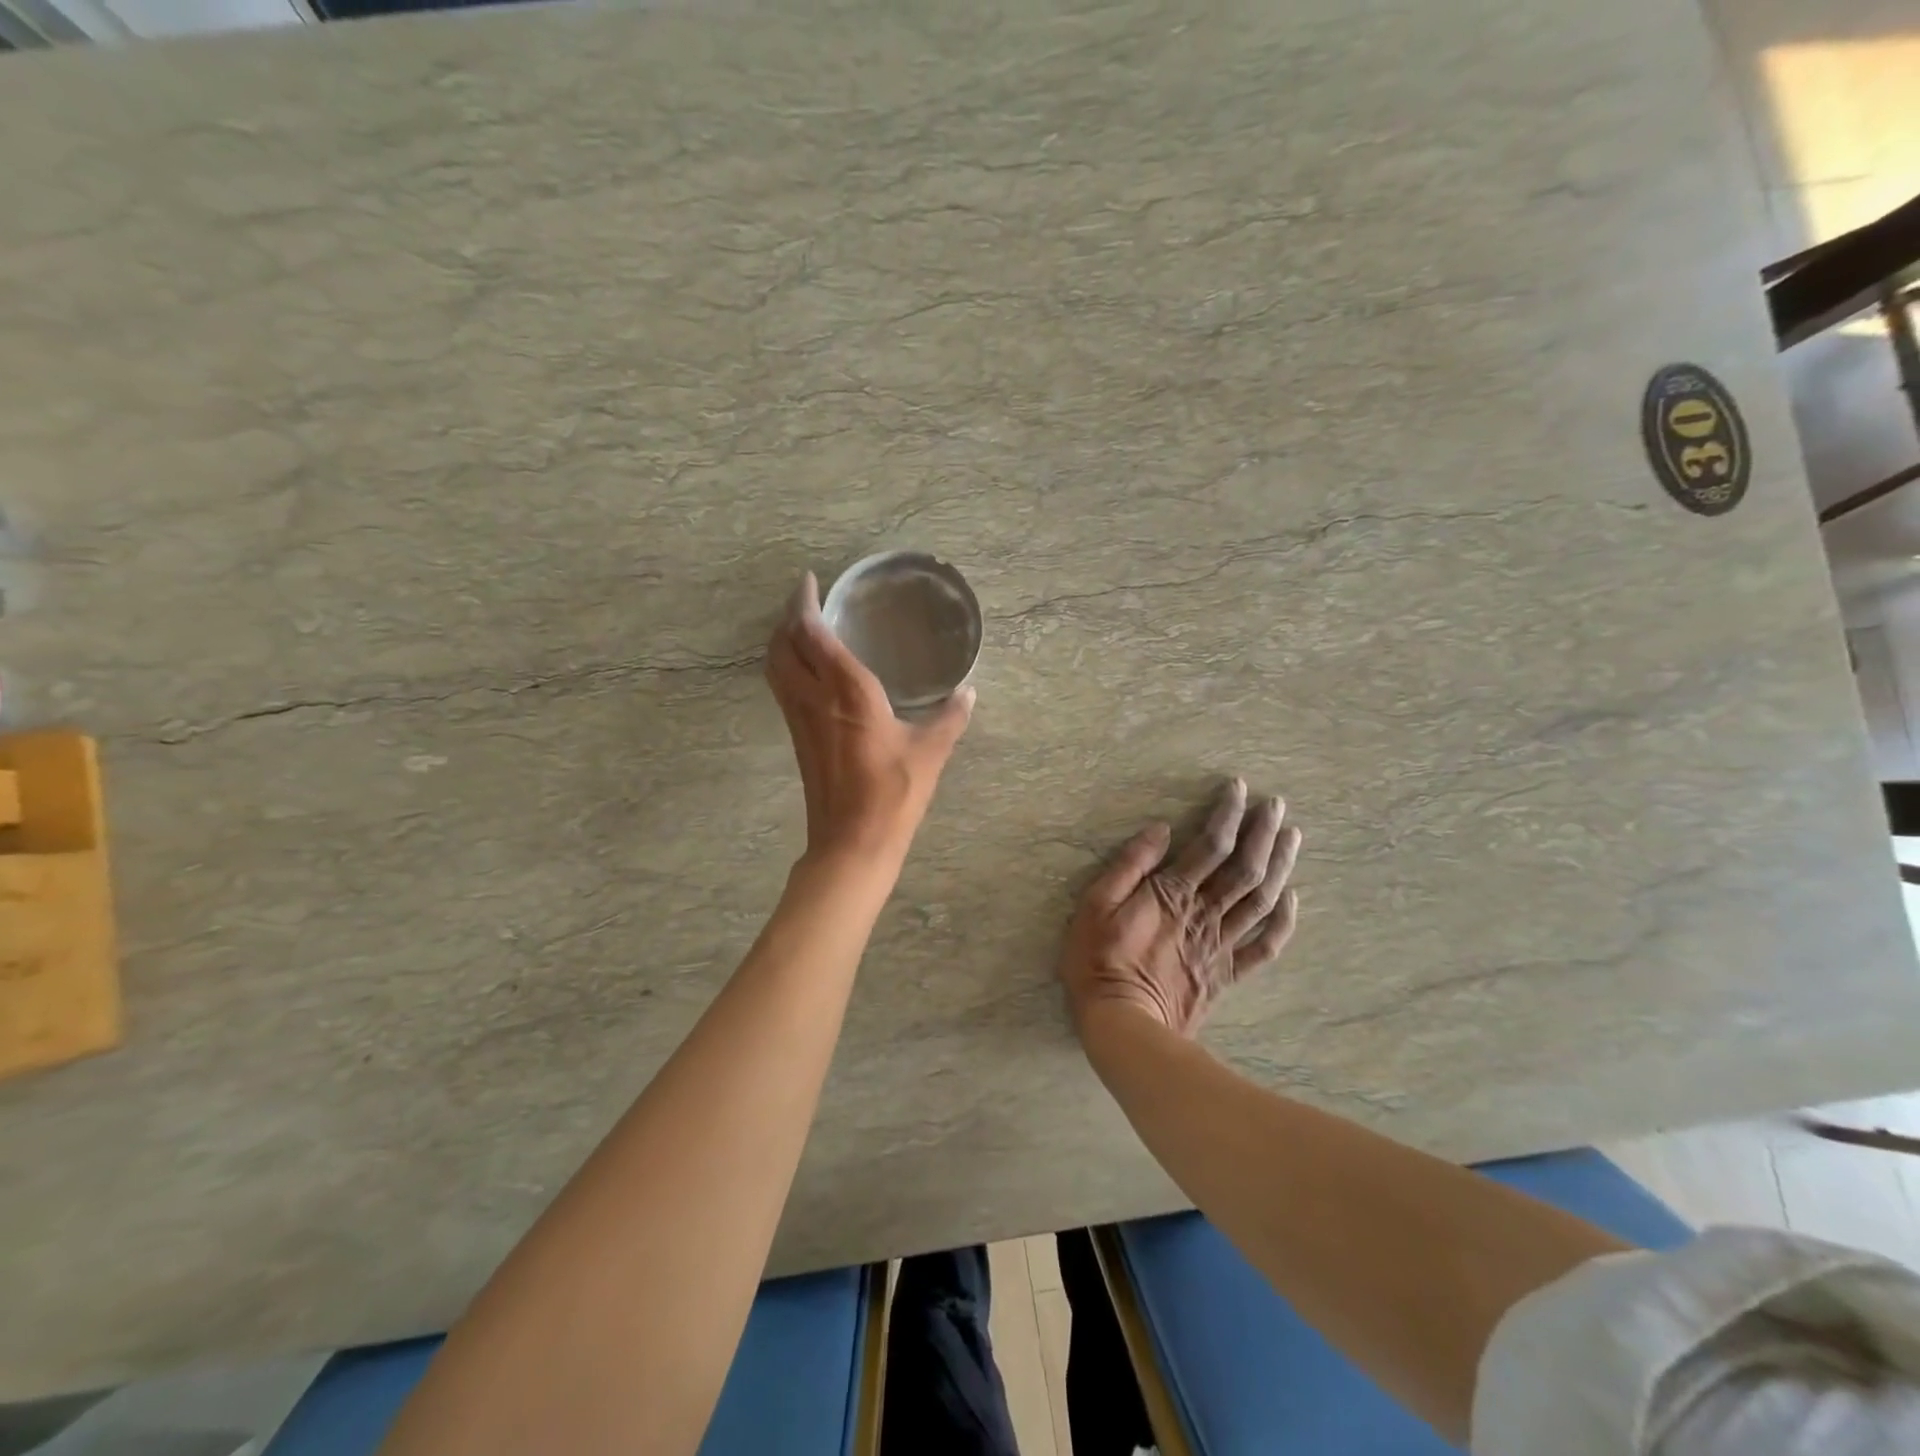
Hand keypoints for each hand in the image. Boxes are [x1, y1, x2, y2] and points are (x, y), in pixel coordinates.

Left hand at [766, 572, 974, 864]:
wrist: (852, 842)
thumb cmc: (893, 793)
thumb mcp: (930, 751)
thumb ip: (950, 717)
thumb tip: (969, 692)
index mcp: (848, 692)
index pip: (814, 635)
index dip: (806, 604)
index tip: (810, 582)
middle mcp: (815, 698)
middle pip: (784, 645)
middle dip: (788, 616)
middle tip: (805, 598)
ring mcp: (800, 719)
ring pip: (776, 667)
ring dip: (781, 640)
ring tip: (801, 626)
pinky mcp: (797, 738)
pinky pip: (782, 687)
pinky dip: (786, 665)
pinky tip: (806, 669)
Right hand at [1061, 779, 1300, 1037]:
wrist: (1122, 1025)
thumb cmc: (1098, 961)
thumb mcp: (1095, 905)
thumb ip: (1128, 866)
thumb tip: (1160, 830)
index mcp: (1172, 893)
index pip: (1210, 844)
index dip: (1227, 814)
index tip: (1239, 788)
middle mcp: (1204, 913)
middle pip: (1245, 867)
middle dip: (1263, 832)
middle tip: (1277, 805)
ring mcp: (1220, 945)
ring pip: (1261, 900)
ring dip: (1281, 866)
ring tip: (1293, 837)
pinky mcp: (1226, 973)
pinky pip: (1264, 946)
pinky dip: (1283, 921)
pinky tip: (1292, 898)